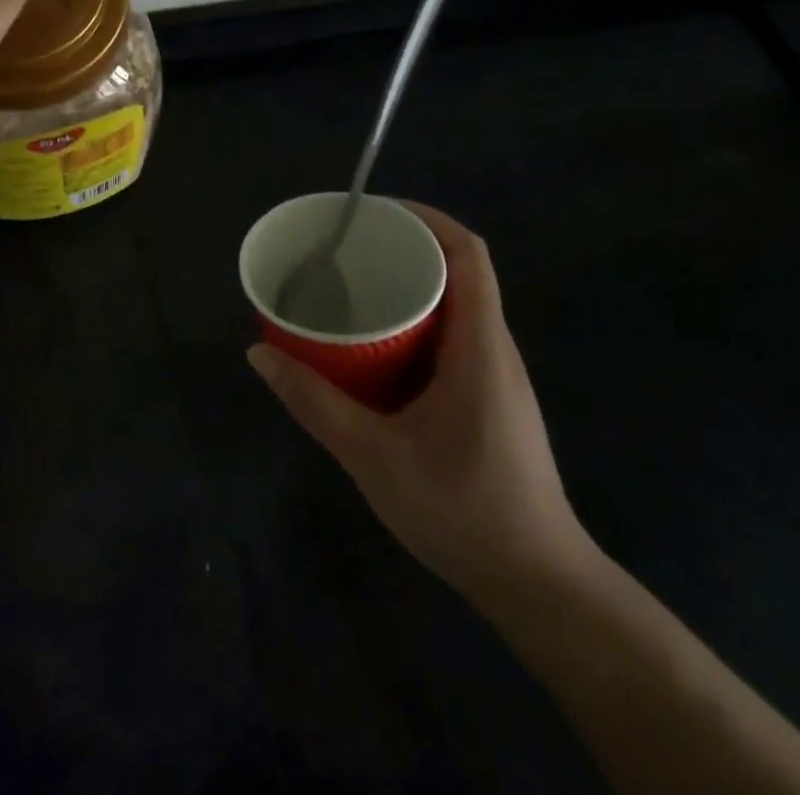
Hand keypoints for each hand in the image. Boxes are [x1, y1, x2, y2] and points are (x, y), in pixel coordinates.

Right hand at [248, 202, 591, 604]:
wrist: (539, 586)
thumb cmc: (463, 512)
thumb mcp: (375, 458)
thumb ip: (315, 404)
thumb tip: (259, 353)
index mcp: (479, 348)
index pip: (469, 256)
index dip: (428, 219)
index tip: (376, 212)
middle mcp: (495, 350)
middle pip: (461, 271)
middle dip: (408, 247)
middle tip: (348, 248)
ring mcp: (496, 375)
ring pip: (457, 304)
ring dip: (412, 284)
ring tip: (354, 284)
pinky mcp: (490, 398)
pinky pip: (454, 335)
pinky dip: (417, 320)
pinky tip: (377, 344)